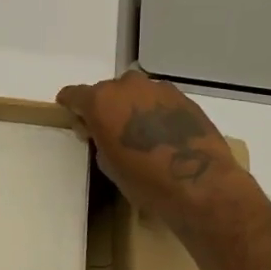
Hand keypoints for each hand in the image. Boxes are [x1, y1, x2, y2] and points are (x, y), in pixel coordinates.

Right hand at [57, 71, 251, 233]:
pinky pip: (158, 100)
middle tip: (109, 131)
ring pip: (135, 93)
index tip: (72, 115)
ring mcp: (157, 88)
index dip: (71, 105)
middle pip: (106, 91)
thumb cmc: (145, 180)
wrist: (199, 183)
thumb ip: (99, 139)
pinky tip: (163, 134)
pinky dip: (155, 112)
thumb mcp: (108, 164)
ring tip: (140, 133)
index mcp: (100, 101)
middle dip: (105, 108)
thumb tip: (103, 132)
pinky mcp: (183, 97)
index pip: (74, 94)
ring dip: (132, 107)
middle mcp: (126, 86)